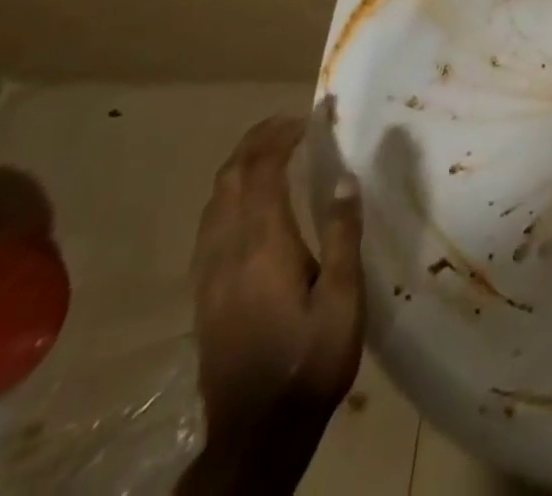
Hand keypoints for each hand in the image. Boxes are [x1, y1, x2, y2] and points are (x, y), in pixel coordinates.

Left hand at [187, 116, 364, 461]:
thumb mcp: (343, 300)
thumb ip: (343, 235)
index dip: (280, 136)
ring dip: (240, 165)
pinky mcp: (204, 294)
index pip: (262, 172)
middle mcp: (228, 252)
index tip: (309, 116)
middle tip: (290, 123)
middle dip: (256, 141)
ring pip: (215, 201)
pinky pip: (210, 225)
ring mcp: (210, 274)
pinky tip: (247, 201)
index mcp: (263, 246)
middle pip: (230, 179)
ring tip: (271, 150)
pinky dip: (229, 195)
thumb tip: (346, 177)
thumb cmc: (310, 362)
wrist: (255, 436)